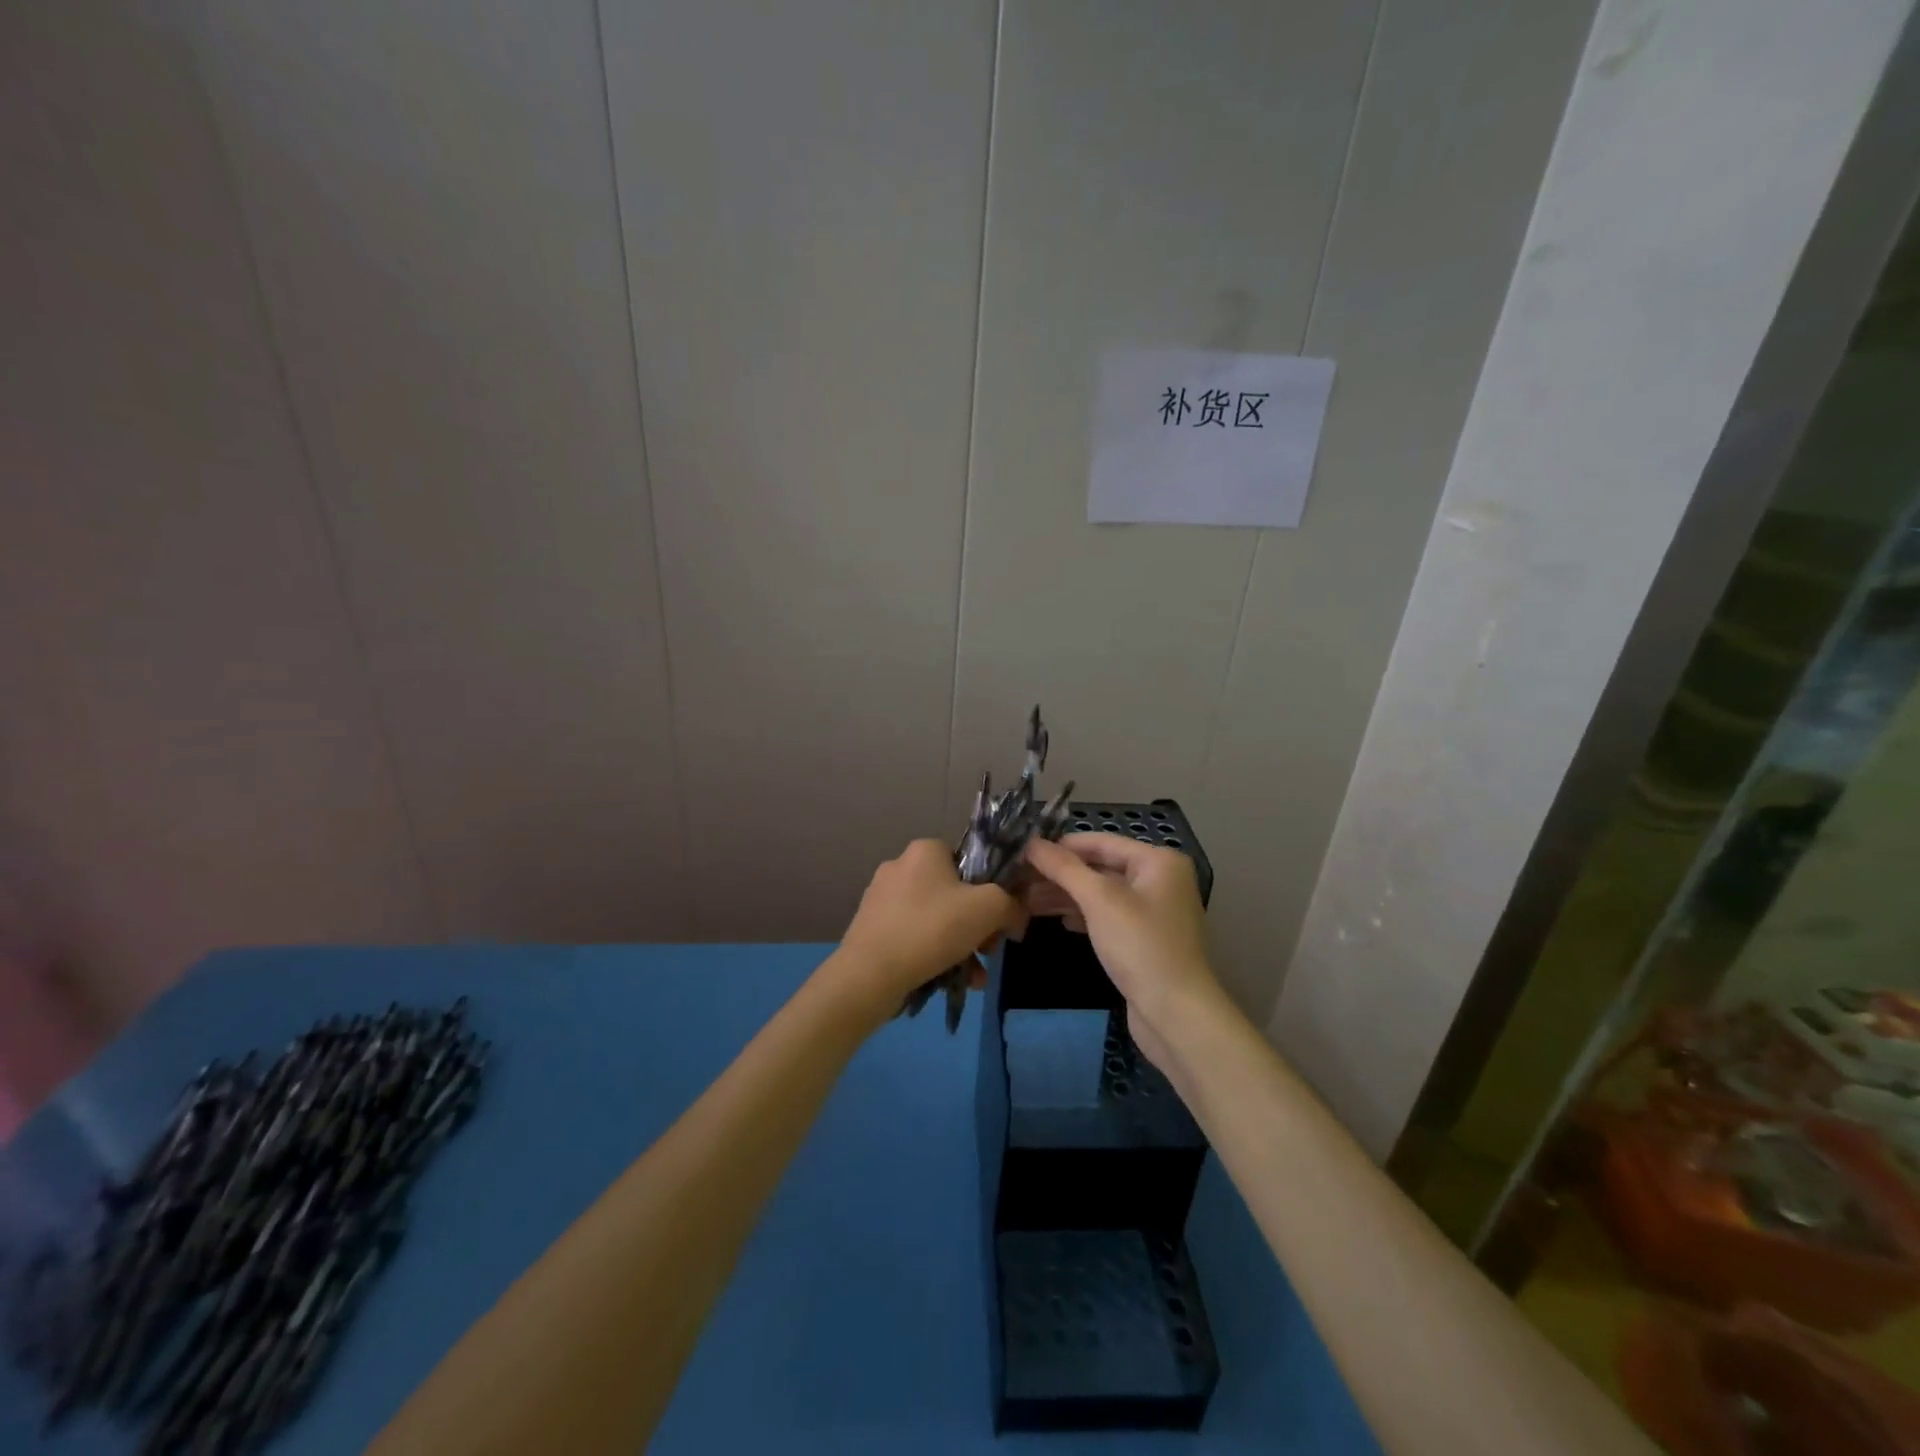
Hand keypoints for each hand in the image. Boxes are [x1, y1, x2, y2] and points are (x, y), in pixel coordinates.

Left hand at [826, 840, 1025, 1016]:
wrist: (869, 974)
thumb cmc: (932, 929)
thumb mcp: (989, 909)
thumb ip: (1011, 905)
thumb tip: (1015, 916)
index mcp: (925, 850)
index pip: (970, 861)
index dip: (991, 889)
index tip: (999, 920)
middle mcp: (900, 866)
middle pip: (955, 893)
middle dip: (977, 926)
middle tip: (988, 951)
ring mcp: (882, 898)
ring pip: (936, 919)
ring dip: (961, 946)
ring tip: (974, 977)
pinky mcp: (871, 928)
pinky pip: (914, 936)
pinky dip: (934, 955)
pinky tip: (948, 981)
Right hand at [1022, 834, 1225, 1069]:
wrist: (1176, 1014)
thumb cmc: (1140, 946)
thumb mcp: (1099, 900)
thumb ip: (1063, 868)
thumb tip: (1030, 842)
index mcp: (1157, 861)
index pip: (1099, 842)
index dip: (1060, 845)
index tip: (1022, 852)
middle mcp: (1160, 880)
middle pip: (1100, 867)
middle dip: (1060, 874)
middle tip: (1018, 880)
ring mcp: (1154, 911)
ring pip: (1101, 894)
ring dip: (1066, 896)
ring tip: (1026, 901)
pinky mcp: (1145, 939)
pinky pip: (1108, 916)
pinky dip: (1083, 916)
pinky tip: (1059, 922)